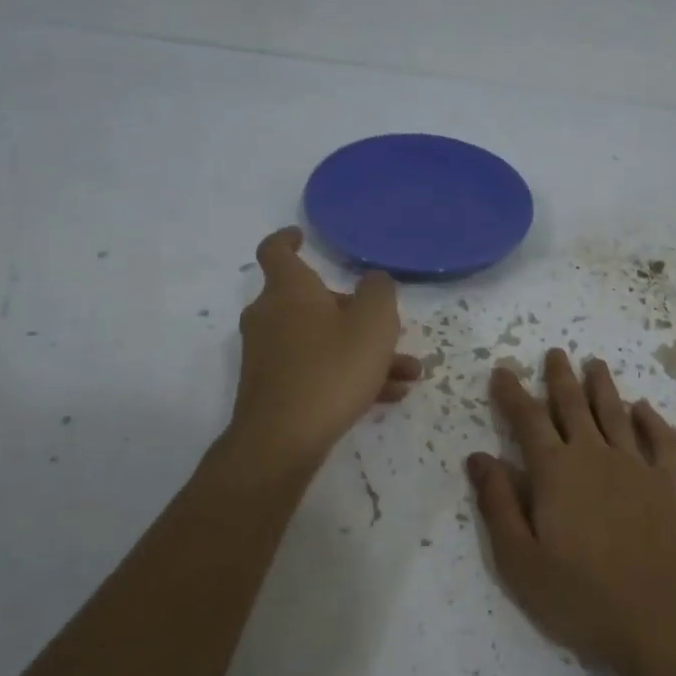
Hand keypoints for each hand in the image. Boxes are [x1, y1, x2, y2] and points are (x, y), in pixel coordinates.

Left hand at [230, 227, 420, 467]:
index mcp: (289, 290)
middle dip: (356, 313)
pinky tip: (388, 395)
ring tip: (407, 373)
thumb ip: (379, 293)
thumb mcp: (373, 324)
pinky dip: (347, 375)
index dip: (288, 239)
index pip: (277, 251)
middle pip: (314, 302)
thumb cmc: (331, 369)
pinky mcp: (272, 388)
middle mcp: (271, 316)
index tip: (302, 236)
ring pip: (323, 341)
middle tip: (389, 330)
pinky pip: (316, 369)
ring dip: (363, 351)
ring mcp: (268, 354)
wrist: (283, 439)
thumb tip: (373, 281)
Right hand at [467, 349, 675, 675]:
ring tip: (594, 363)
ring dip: (602, 385)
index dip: (513, 393)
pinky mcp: (670, 485)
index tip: (503, 370)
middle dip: (559, 377)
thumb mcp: (519, 559)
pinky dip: (652, 419)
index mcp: (555, 471)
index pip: (528, 419)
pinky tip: (644, 409)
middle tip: (554, 353)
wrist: (662, 620)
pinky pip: (661, 440)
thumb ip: (497, 504)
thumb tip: (479, 457)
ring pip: (615, 412)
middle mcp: (595, 456)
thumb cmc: (580, 596)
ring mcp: (636, 467)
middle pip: (573, 405)